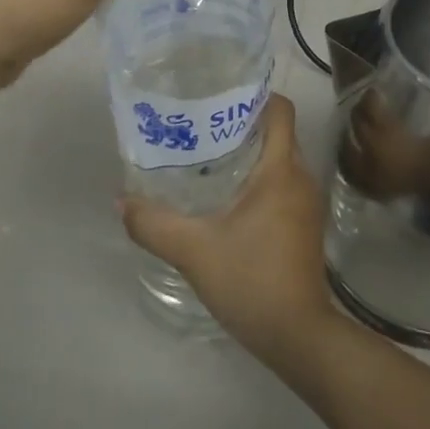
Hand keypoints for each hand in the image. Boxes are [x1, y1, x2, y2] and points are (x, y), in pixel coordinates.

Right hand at [119, 95, 336, 366]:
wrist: (298, 335)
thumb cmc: (251, 280)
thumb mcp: (194, 250)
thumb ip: (154, 224)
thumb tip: (122, 201)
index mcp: (281, 169)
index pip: (280, 110)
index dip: (255, 95)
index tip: (221, 93)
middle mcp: (301, 176)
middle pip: (277, 132)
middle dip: (243, 123)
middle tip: (201, 123)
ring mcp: (307, 202)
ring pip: (280, 159)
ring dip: (250, 152)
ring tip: (208, 154)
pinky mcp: (305, 223)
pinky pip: (283, 183)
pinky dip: (259, 177)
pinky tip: (227, 195)